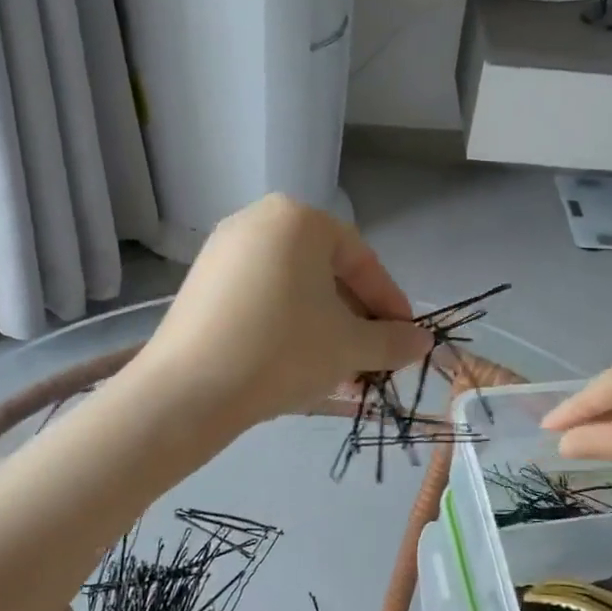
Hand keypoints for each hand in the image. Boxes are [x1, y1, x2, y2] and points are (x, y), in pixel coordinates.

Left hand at [135, 194, 432, 425]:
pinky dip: (286, 323)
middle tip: (371, 358)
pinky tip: (295, 362)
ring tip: (338, 368)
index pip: (361, 260)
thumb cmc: (282, 351)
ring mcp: (223, 250)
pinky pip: (260, 296)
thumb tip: (423, 342)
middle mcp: (258, 220)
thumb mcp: (349, 346)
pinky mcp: (201, 282)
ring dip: (324, 326)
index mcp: (299, 219)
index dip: (390, 303)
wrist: (187, 391)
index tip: (405, 339)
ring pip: (293, 287)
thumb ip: (393, 340)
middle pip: (325, 272)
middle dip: (355, 318)